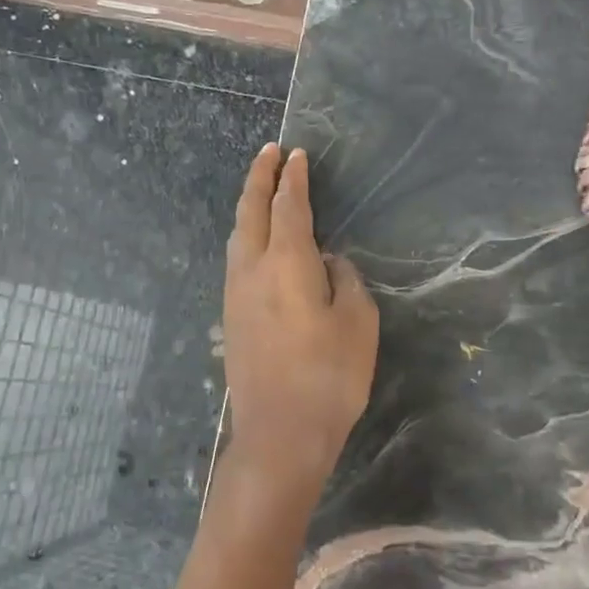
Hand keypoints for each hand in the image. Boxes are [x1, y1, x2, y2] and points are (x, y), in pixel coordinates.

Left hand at [219, 145, 378, 517]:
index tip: (297, 155)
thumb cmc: (329, 376)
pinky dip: (246, 235)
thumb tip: (330, 262)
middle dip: (259, 177)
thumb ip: (345, 281)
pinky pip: (236, 259)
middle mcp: (252, 269)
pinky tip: (256, 242)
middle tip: (269, 153)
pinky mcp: (231, 317)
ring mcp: (235, 294)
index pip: (288, 206)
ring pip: (237, 235)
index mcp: (286, 262)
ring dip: (248, 206)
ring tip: (261, 190)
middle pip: (250, 211)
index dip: (293, 178)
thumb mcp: (358, 323)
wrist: (279, 435)